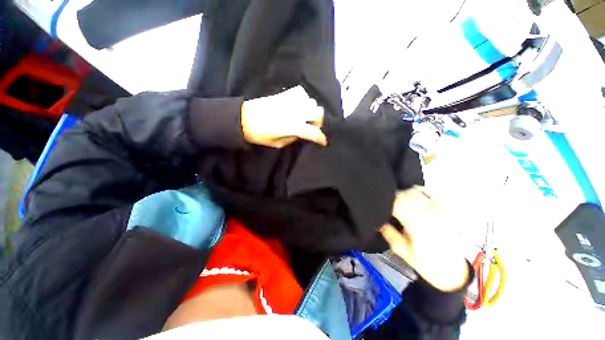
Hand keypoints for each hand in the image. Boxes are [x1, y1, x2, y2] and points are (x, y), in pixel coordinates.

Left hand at [241, 86, 326, 147]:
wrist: (244, 118)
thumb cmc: (260, 135)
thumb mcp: (278, 143)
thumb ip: (293, 138)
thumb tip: (301, 134)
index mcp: (293, 126)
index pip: (313, 132)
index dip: (320, 138)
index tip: (323, 142)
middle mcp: (295, 112)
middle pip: (318, 112)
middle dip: (318, 122)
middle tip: (312, 127)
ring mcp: (291, 100)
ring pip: (312, 102)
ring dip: (311, 111)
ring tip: (305, 117)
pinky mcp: (285, 94)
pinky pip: (302, 93)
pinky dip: (304, 99)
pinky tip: (298, 105)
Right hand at [380, 186, 469, 291]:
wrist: (451, 268)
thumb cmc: (425, 262)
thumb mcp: (401, 250)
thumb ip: (388, 232)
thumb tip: (377, 219)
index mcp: (418, 224)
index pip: (395, 203)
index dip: (384, 202)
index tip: (377, 205)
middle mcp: (429, 212)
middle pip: (403, 195)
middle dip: (391, 198)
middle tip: (385, 206)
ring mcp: (438, 208)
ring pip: (412, 191)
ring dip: (401, 195)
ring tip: (397, 204)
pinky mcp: (444, 207)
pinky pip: (426, 191)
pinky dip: (415, 191)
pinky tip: (410, 197)